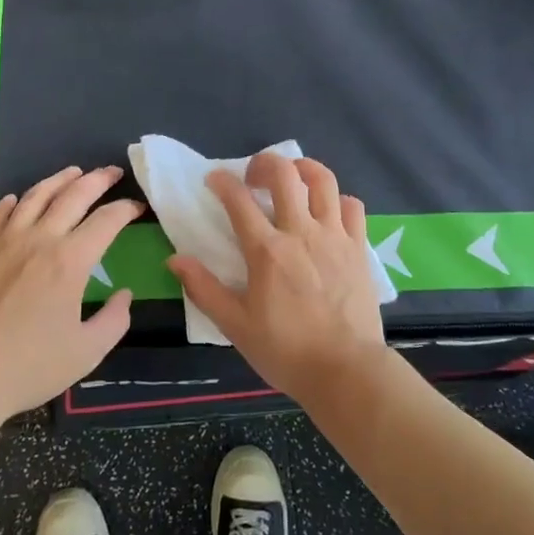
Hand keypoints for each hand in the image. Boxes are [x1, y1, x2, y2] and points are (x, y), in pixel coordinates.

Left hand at [0, 165, 141, 427]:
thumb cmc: (28, 366)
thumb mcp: (87, 352)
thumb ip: (114, 320)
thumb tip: (123, 295)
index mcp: (70, 261)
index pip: (106, 220)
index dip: (126, 208)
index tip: (137, 206)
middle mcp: (40, 240)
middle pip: (73, 195)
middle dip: (97, 180)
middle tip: (112, 172)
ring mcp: (5, 242)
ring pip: (35, 196)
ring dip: (58, 180)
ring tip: (73, 172)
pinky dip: (13, 201)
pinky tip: (17, 200)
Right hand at [167, 154, 387, 408]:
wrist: (346, 371)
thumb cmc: (286, 351)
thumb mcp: (235, 326)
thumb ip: (204, 289)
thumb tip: (175, 259)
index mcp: (266, 251)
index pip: (238, 200)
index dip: (222, 182)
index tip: (214, 180)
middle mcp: (301, 232)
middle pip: (284, 174)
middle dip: (264, 163)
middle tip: (253, 177)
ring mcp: (334, 236)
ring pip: (323, 180)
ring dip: (303, 168)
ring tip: (292, 177)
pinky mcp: (358, 247)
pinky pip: (351, 206)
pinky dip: (337, 199)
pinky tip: (327, 210)